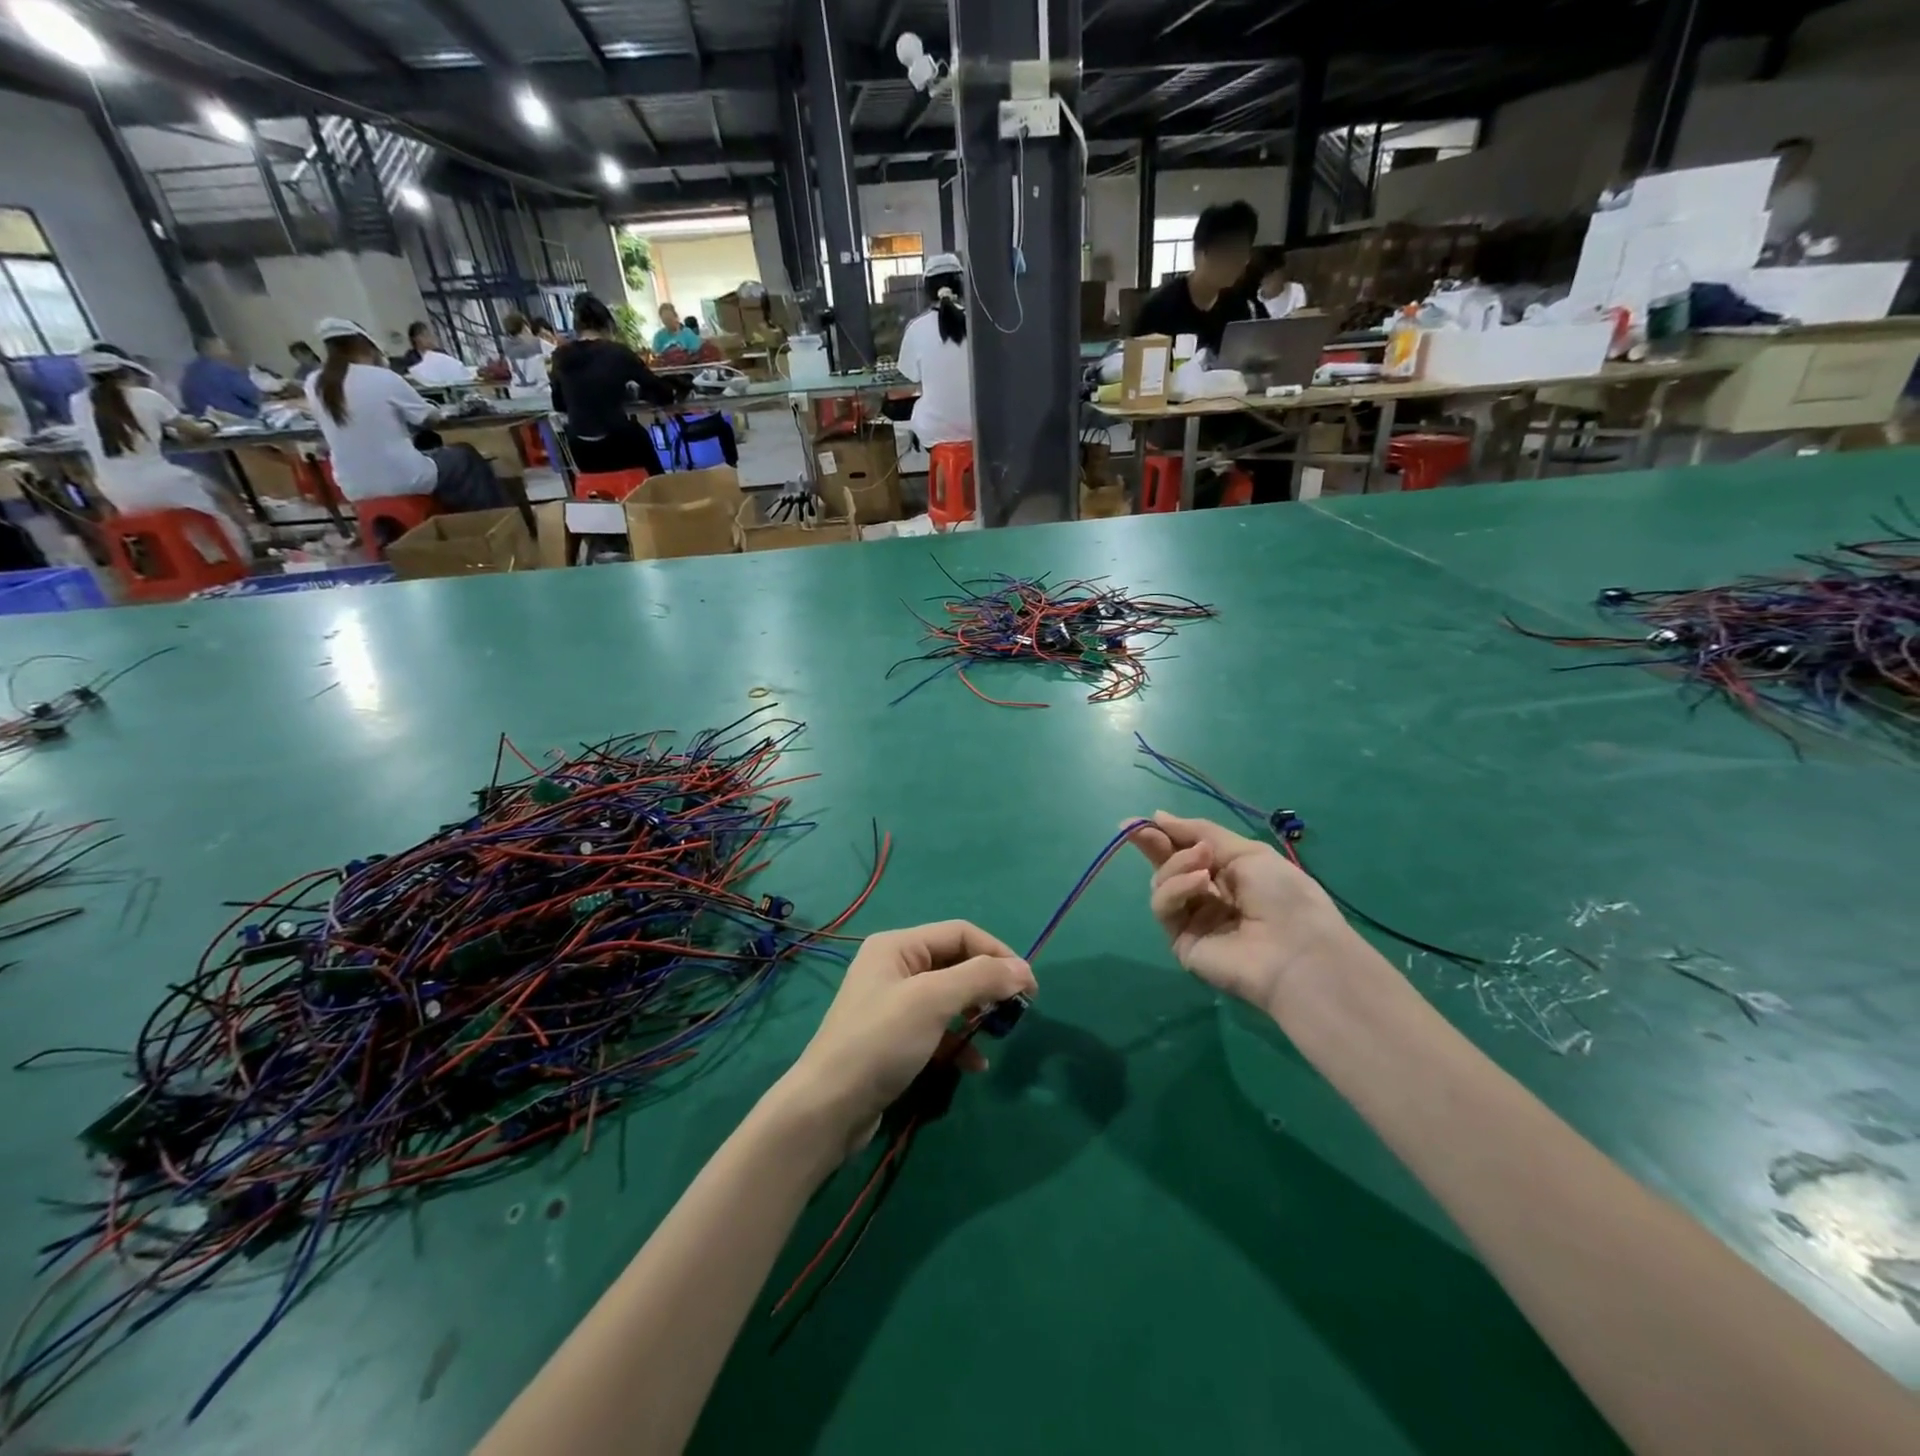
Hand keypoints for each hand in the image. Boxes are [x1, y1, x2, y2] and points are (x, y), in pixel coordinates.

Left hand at [779, 921, 1034, 1158]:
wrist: (829, 1108)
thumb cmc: (881, 1041)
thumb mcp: (933, 1001)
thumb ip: (980, 978)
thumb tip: (1024, 969)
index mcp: (898, 945)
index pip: (961, 933)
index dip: (998, 954)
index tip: (1029, 986)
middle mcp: (895, 966)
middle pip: (956, 963)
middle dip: (988, 985)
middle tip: (1016, 1012)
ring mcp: (894, 1003)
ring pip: (950, 998)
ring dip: (976, 1014)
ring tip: (996, 1035)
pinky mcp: (896, 1038)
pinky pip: (938, 1028)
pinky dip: (959, 1041)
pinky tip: (974, 1064)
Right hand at [1129, 812, 1349, 1017]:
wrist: (1298, 951)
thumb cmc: (1284, 895)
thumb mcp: (1247, 851)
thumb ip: (1200, 833)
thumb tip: (1158, 816)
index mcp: (1228, 874)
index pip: (1188, 850)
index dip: (1167, 834)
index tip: (1146, 819)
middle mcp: (1208, 896)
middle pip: (1168, 866)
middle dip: (1153, 845)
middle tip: (1138, 829)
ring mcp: (1193, 920)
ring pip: (1163, 883)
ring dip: (1177, 865)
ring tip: (1203, 862)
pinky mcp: (1181, 941)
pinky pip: (1165, 906)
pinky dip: (1176, 888)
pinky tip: (1199, 883)